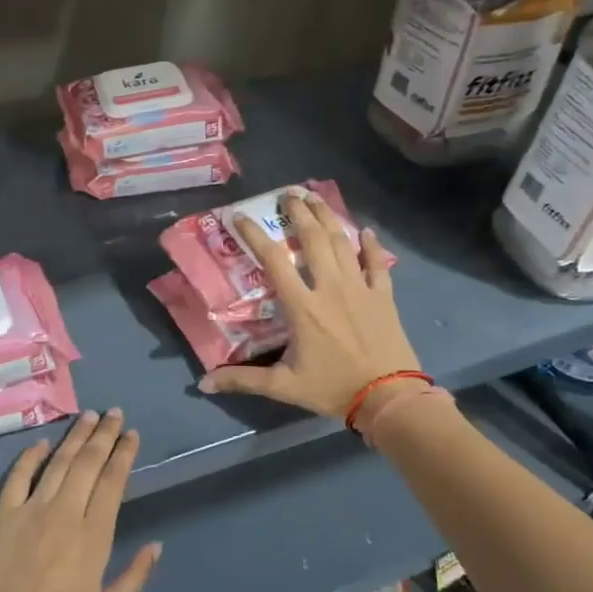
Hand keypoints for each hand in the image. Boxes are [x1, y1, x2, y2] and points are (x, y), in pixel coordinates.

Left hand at [0, 410, 160, 591]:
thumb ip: (134, 577)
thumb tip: (156, 546)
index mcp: (94, 536)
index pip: (113, 482)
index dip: (123, 454)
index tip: (132, 434)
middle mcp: (65, 513)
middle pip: (88, 463)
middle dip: (104, 434)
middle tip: (115, 413)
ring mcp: (31, 510)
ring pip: (58, 462)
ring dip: (75, 436)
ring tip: (88, 415)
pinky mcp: (4, 515)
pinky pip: (18, 477)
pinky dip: (30, 456)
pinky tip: (42, 443)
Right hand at [199, 192, 423, 418]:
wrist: (389, 398)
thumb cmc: (333, 388)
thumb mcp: (283, 386)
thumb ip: (243, 380)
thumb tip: (204, 384)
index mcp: (302, 306)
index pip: (273, 260)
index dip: (254, 235)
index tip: (240, 216)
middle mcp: (330, 287)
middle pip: (312, 240)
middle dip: (299, 213)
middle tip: (288, 194)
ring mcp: (360, 288)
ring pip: (343, 243)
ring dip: (328, 217)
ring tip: (316, 198)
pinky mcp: (383, 296)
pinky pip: (377, 263)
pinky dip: (370, 245)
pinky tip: (365, 231)